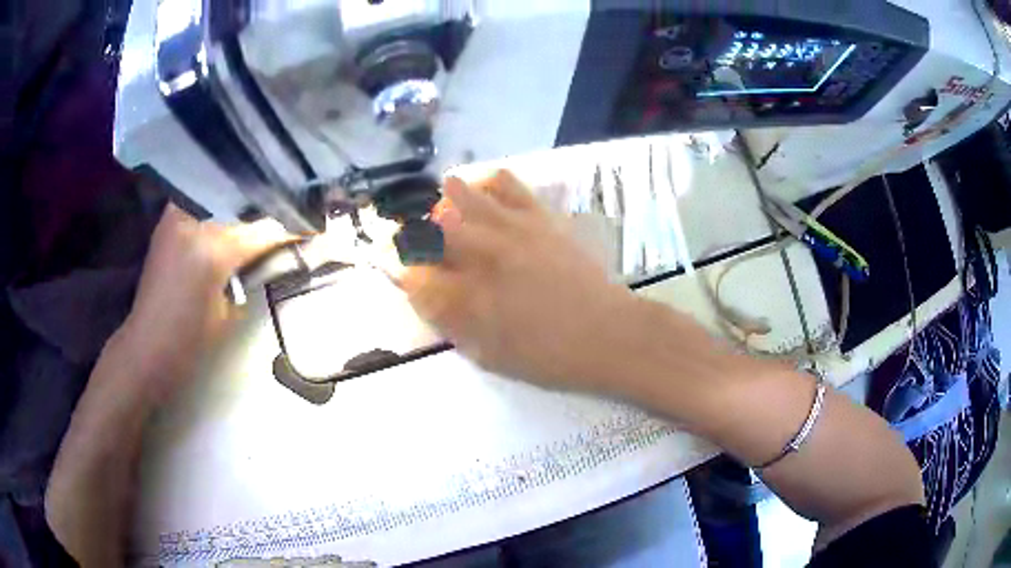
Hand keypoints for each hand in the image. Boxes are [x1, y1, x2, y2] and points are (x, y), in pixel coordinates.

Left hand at [113, 204, 292, 402]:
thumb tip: (272, 255)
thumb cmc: (189, 343)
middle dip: (265, 218)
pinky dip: (218, 211)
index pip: (263, 230)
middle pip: (242, 211)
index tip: (313, 229)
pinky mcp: (169, 220)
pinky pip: (202, 207)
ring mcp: (178, 216)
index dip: (291, 230)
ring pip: (221, 204)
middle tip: (289, 220)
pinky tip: (231, 219)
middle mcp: (195, 221)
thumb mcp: (229, 313)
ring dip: (240, 212)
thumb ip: (250, 276)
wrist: (146, 346)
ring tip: (261, 216)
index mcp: (213, 249)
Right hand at [400, 170, 639, 390]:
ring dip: (442, 204)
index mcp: (468, 298)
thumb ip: (449, 321)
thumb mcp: (488, 355)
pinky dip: (484, 184)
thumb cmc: (548, 356)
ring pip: (459, 194)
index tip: (403, 274)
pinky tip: (483, 196)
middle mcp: (483, 255)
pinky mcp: (537, 215)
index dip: (400, 272)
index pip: (413, 275)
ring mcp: (511, 228)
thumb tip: (421, 292)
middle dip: (412, 235)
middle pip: (427, 228)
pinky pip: (504, 183)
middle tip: (418, 245)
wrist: (607, 333)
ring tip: (445, 217)